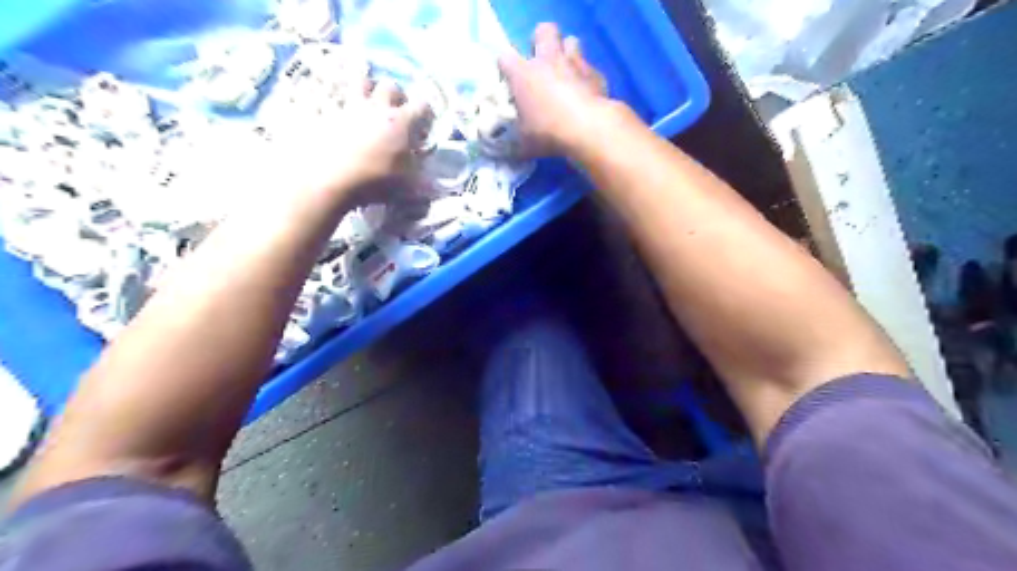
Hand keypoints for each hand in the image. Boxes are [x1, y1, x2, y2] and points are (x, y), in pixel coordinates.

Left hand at [268, 79, 429, 203]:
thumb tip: (424, 161)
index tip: (424, 126)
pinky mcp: (327, 111)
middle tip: (397, 109)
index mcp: (401, 122)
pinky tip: (335, 103)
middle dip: (397, 95)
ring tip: (368, 99)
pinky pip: (331, 93)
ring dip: (367, 86)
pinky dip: (335, 95)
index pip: (423, 105)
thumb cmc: (375, 182)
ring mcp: (350, 106)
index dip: (426, 114)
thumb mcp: (407, 181)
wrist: (330, 180)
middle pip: (391, 86)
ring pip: (361, 80)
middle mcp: (378, 107)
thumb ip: (418, 167)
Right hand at [500, 23, 610, 156]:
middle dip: (541, 42)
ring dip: (567, 53)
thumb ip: (516, 141)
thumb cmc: (548, 133)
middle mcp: (548, 60)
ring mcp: (574, 63)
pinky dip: (586, 77)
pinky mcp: (595, 73)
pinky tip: (586, 93)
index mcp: (523, 74)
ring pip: (571, 41)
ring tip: (566, 72)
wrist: (588, 128)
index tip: (509, 81)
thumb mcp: (525, 143)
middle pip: (543, 31)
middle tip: (541, 63)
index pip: (504, 57)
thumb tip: (509, 152)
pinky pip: (589, 67)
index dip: (505, 67)